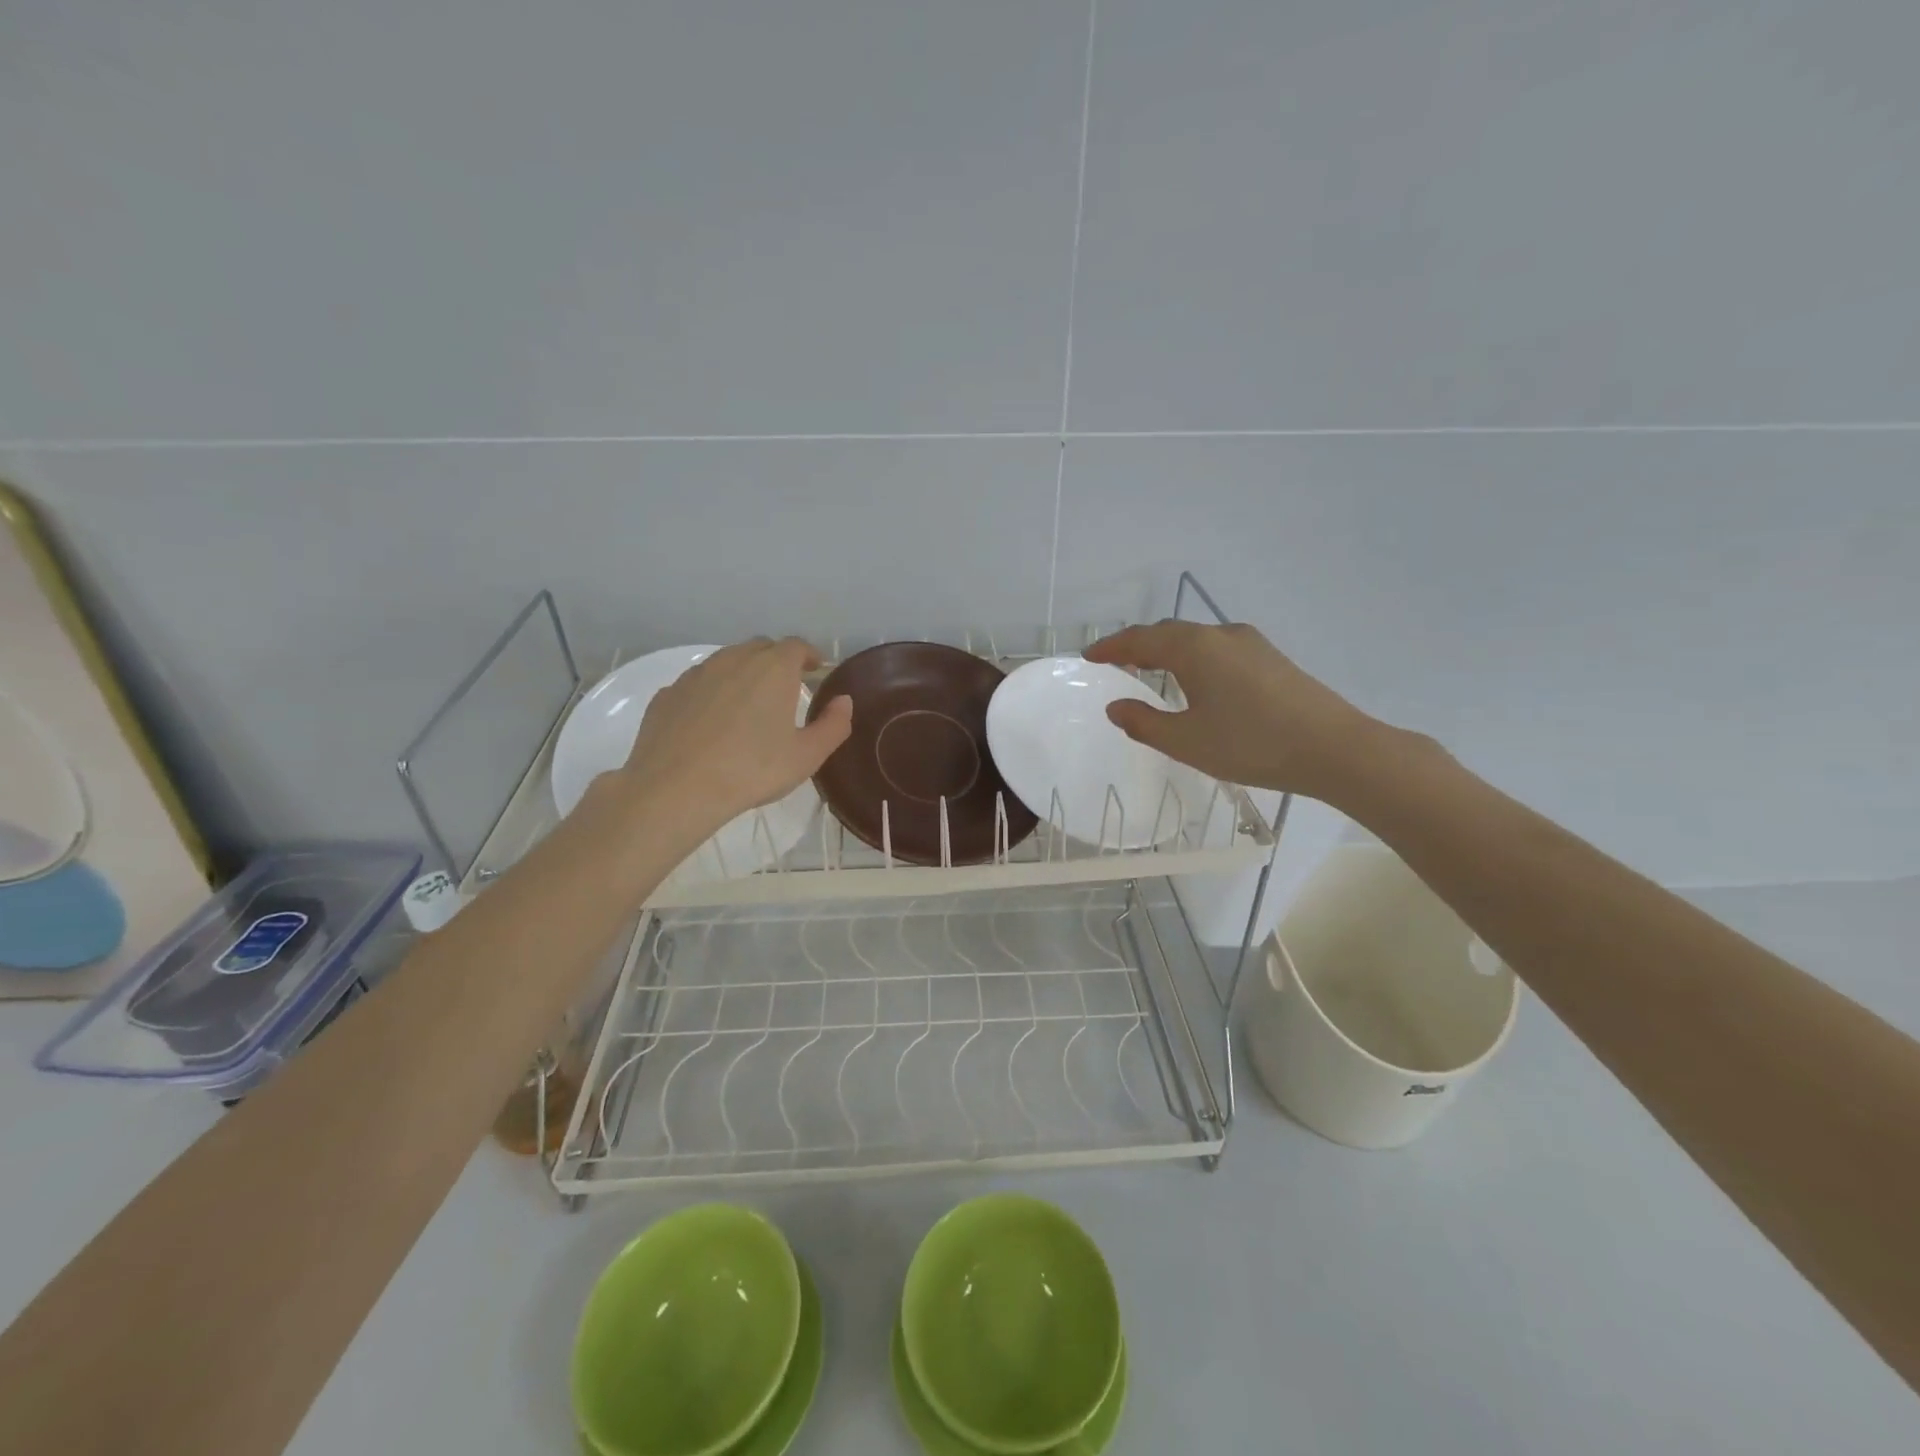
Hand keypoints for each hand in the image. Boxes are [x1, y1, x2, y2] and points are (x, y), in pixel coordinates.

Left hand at [614, 638, 852, 845]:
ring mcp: (697, 674)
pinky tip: (710, 722)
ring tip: (747, 704)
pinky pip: (698, 684)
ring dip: (741, 674)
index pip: (797, 646)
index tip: (815, 670)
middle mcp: (734, 659)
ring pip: (726, 662)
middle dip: (776, 661)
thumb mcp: (807, 756)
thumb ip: (833, 725)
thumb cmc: (752, 770)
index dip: (809, 655)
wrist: (676, 788)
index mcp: (774, 668)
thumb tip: (844, 701)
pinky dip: (710, 693)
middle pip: (761, 648)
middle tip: (784, 688)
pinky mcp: (668, 694)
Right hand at [1084, 621, 1382, 799]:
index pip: (1140, 639)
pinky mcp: (1271, 658)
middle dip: (1137, 645)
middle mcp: (1220, 635)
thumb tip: (1116, 706)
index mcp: (1194, 649)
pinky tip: (1195, 680)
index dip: (1111, 648)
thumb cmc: (1250, 745)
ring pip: (1195, 639)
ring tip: (1149, 669)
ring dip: (1166, 650)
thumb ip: (1144, 723)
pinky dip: (1192, 657)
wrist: (1334, 749)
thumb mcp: (1186, 742)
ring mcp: (1250, 644)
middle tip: (1114, 662)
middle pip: (1168, 633)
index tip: (1088, 656)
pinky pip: (1217, 649)